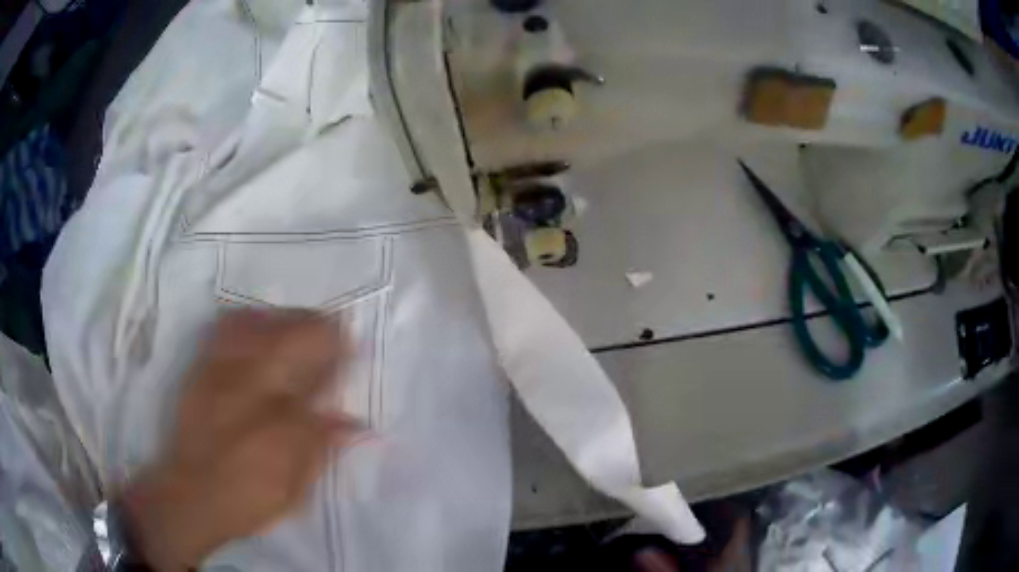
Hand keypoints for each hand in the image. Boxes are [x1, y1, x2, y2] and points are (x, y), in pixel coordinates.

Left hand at [118, 309, 359, 570]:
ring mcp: (224, 374)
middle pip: (292, 338)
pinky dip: (247, 319)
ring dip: (286, 318)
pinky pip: (225, 330)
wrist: (191, 495)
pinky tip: (257, 321)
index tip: (353, 349)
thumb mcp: (295, 488)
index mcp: (283, 421)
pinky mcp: (202, 370)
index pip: (320, 376)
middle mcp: (254, 388)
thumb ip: (322, 448)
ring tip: (300, 320)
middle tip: (334, 329)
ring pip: (260, 326)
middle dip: (319, 328)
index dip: (340, 357)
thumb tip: (355, 423)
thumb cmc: (249, 498)